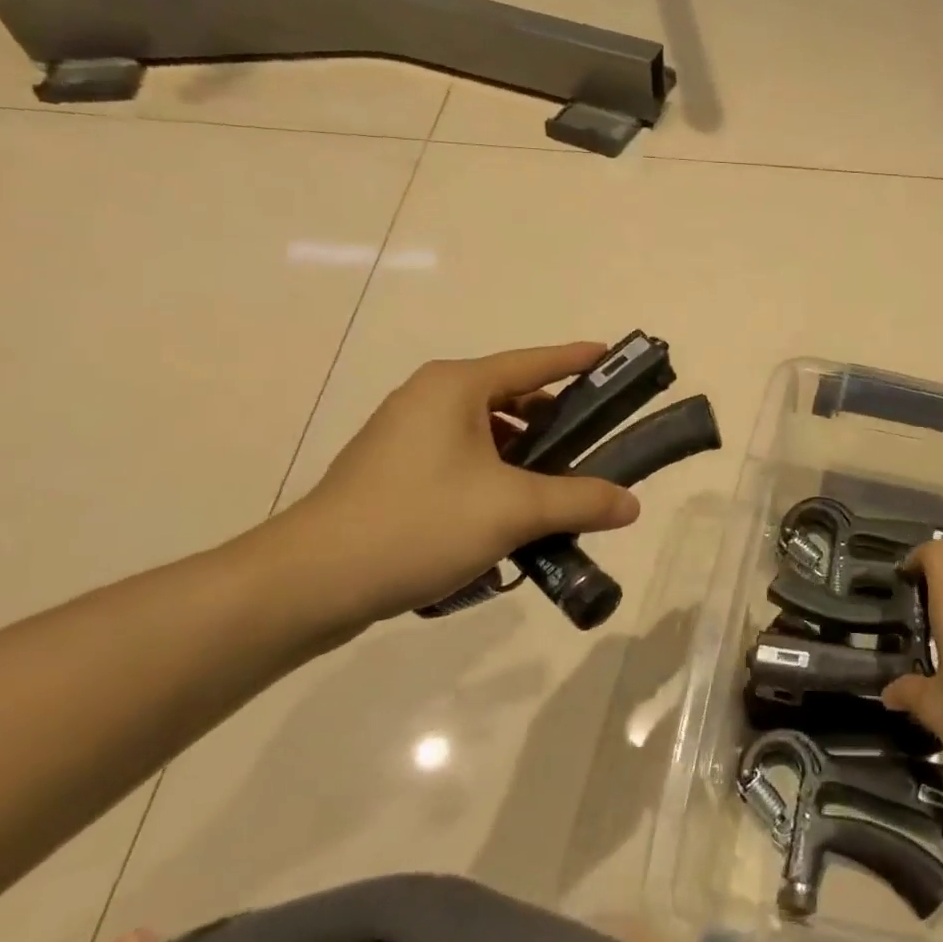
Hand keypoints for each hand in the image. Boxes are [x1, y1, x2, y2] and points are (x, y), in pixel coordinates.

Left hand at [270, 344, 639, 631]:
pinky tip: (512, 516)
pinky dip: (495, 476)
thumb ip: (580, 501)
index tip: (612, 358)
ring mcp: (406, 436)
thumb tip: (633, 504)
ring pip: (487, 433)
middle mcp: (430, 399)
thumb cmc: (418, 524)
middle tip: (595, 446)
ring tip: (558, 490)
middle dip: (556, 422)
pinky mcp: (394, 472)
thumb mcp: (513, 510)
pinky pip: (463, 460)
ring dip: (526, 457)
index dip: (577, 360)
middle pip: (512, 397)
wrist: (309, 583)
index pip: (534, 361)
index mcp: (456, 387)